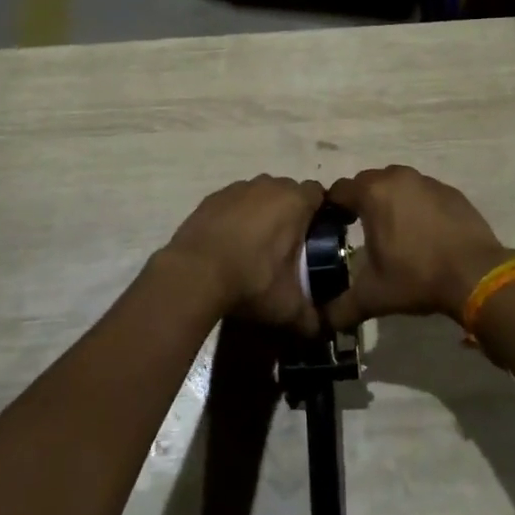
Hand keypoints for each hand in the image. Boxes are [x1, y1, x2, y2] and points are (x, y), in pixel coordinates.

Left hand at [157, 175, 323, 333]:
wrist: (194, 274)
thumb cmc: (252, 281)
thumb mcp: (288, 306)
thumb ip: (310, 317)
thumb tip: (319, 329)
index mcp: (295, 201)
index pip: (319, 193)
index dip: (320, 212)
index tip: (316, 235)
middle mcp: (268, 185)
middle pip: (288, 191)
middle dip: (291, 212)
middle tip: (288, 245)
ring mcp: (237, 188)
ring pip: (259, 195)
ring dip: (262, 213)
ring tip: (255, 246)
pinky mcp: (212, 198)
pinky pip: (233, 203)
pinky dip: (235, 217)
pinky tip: (229, 243)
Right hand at [322, 165, 514, 329]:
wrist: (476, 274)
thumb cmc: (417, 277)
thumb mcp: (373, 296)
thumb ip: (341, 308)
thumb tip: (325, 321)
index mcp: (373, 193)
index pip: (339, 190)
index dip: (332, 207)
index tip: (334, 227)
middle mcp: (398, 177)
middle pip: (368, 182)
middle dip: (362, 201)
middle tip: (362, 230)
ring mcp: (427, 182)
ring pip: (397, 184)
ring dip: (390, 200)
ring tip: (394, 230)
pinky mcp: (450, 191)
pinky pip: (423, 192)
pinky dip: (418, 205)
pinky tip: (424, 232)